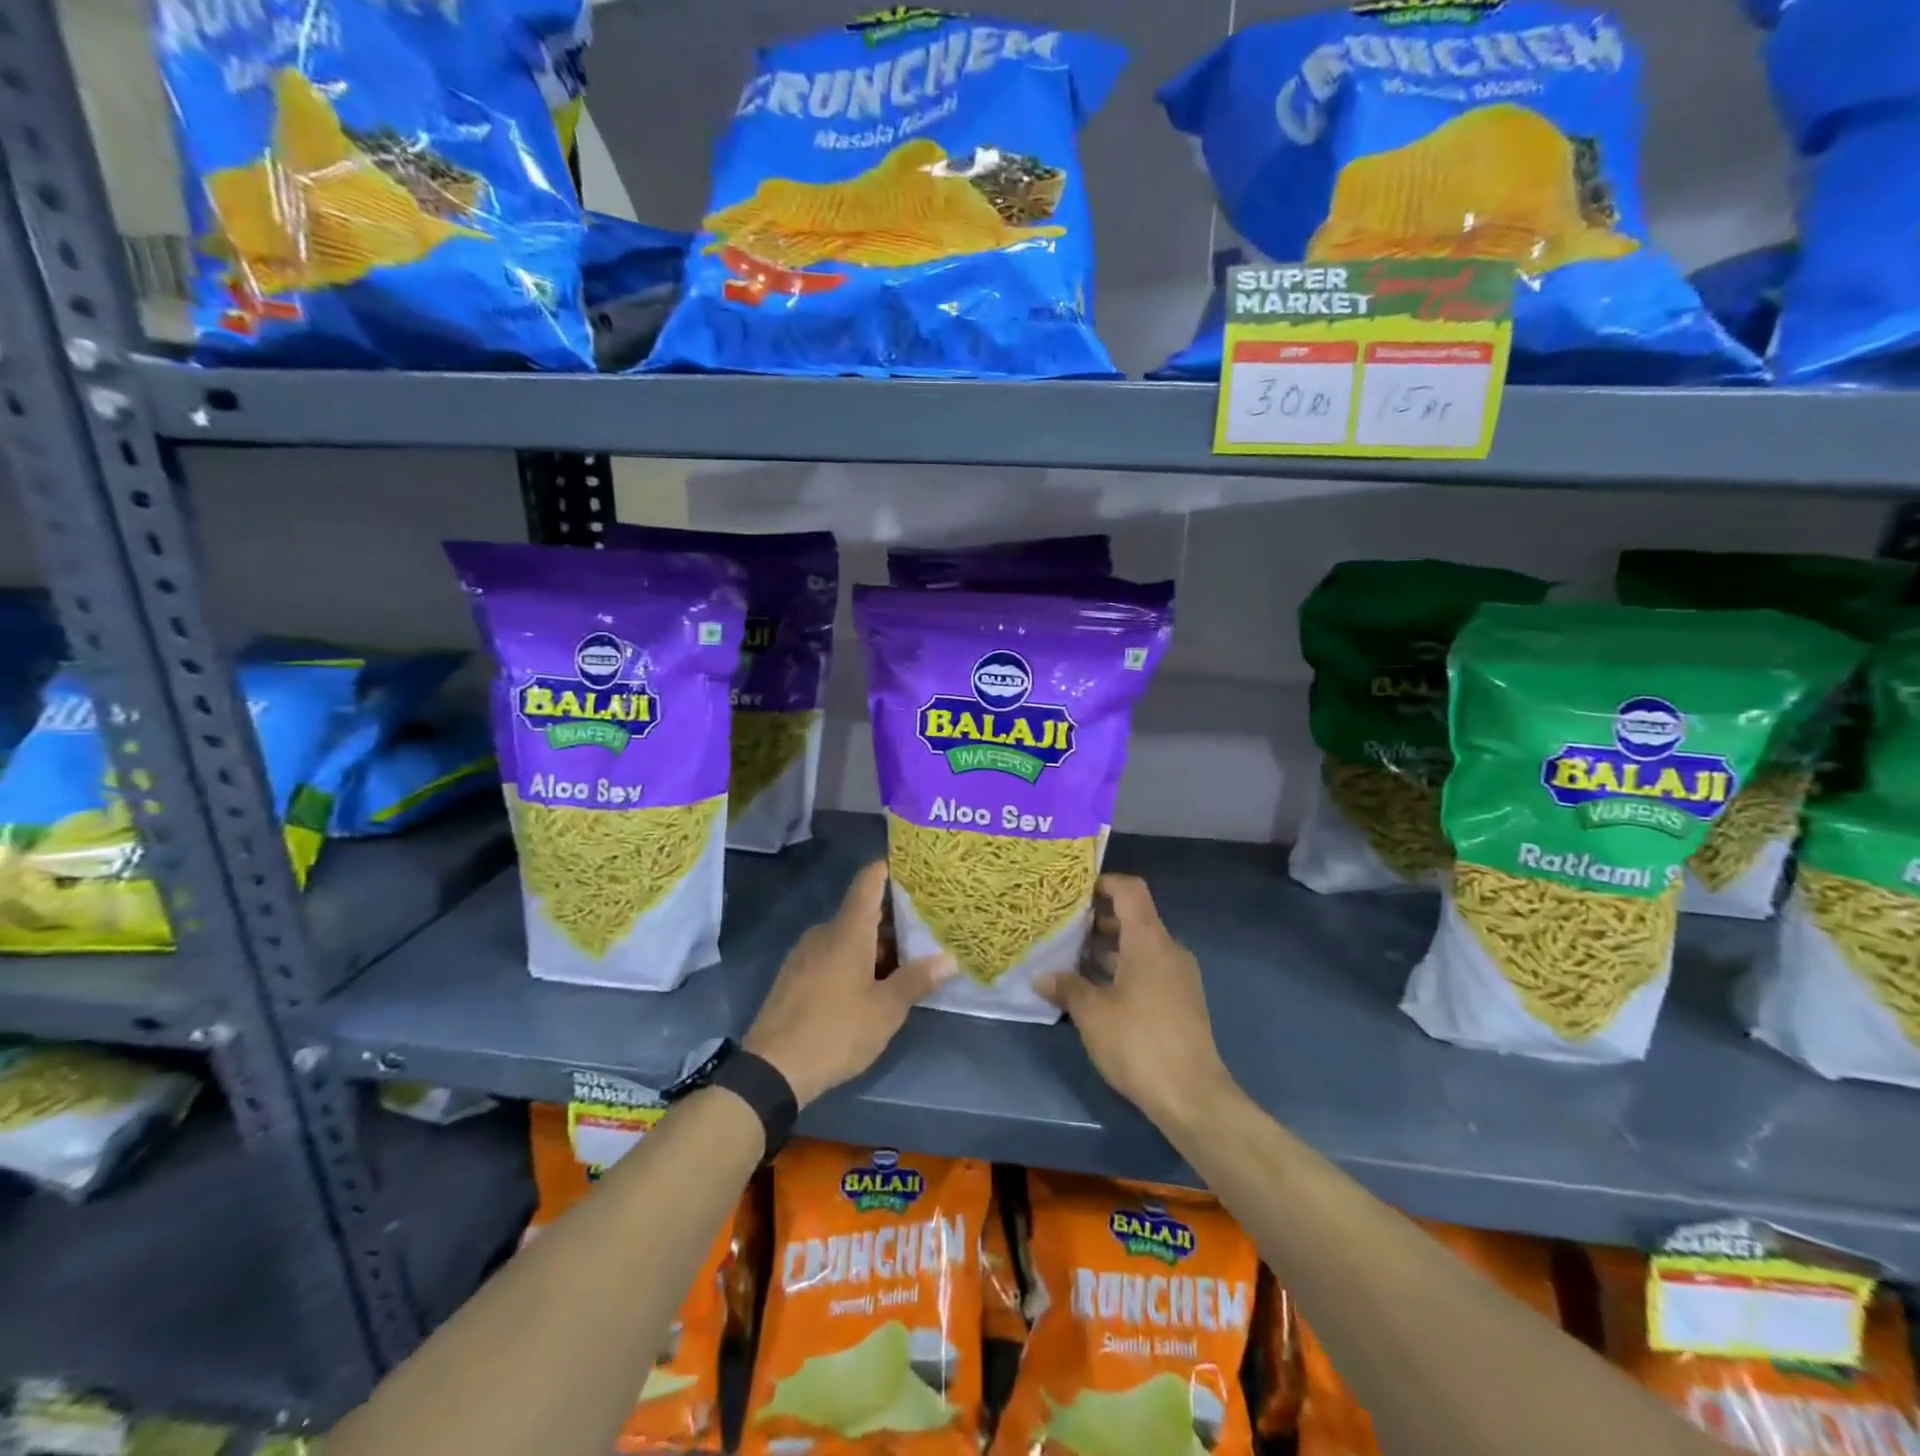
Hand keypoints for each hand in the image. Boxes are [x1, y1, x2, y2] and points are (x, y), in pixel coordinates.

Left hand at [744, 860, 953, 1108]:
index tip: (918, 869)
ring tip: (907, 961)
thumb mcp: (886, 1010)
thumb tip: (950, 959)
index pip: (869, 880)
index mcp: (847, 929)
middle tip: (928, 927)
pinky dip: (855, 960)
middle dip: (894, 918)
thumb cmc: (835, 1030)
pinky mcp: (795, 976)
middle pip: (863, 910)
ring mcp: (805, 954)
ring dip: (876, 944)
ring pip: (848, 936)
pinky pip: (831, 954)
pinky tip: (871, 986)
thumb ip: (917, 980)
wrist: (771, 1070)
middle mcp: (824, 932)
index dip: (891, 868)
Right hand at [1038, 874, 1231, 1127]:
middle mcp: (1168, 950)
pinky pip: (1147, 969)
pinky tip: (1093, 988)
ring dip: (1107, 948)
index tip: (1072, 891)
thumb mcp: (1092, 1014)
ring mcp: (1178, 976)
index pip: (1130, 890)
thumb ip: (1067, 987)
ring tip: (1069, 957)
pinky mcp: (1180, 1001)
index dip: (1103, 882)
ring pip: (1139, 946)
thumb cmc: (1139, 1043)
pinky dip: (1121, 969)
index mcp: (1149, 940)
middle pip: (1133, 917)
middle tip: (1060, 926)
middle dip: (1096, 919)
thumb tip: (1041, 976)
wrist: (1193, 1097)